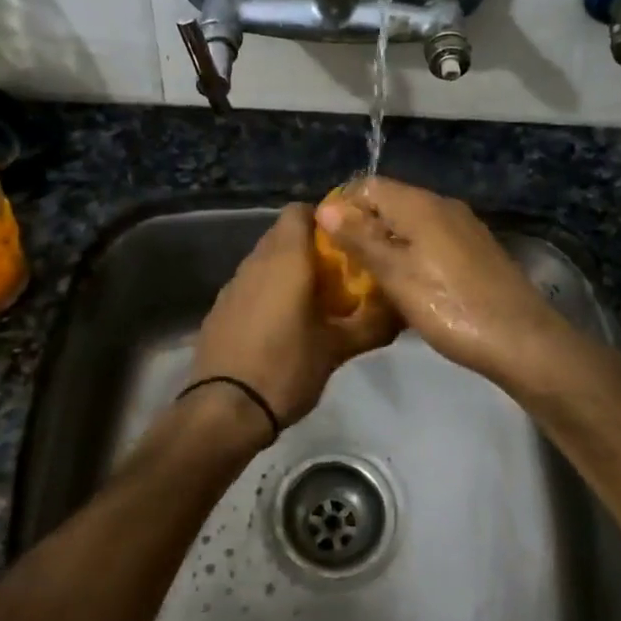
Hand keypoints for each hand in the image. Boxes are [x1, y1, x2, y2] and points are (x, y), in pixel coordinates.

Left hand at [188, 204, 400, 428]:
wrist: (225, 409)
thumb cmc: (286, 368)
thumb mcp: (337, 349)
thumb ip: (371, 324)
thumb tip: (401, 310)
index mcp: (285, 259)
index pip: (300, 211)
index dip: (324, 219)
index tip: (346, 243)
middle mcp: (255, 262)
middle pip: (283, 234)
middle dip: (310, 247)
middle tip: (338, 275)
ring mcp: (232, 284)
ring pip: (265, 260)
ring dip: (288, 270)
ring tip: (313, 301)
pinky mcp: (219, 308)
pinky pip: (249, 285)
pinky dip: (267, 291)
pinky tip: (281, 324)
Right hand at [316, 178, 581, 393]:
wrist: (522, 340)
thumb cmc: (450, 306)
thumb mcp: (396, 275)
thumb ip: (360, 239)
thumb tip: (325, 208)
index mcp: (421, 205)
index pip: (369, 185)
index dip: (342, 207)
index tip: (325, 241)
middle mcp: (444, 206)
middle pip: (391, 202)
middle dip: (362, 227)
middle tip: (342, 265)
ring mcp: (464, 228)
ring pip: (412, 223)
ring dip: (386, 243)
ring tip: (368, 278)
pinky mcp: (476, 251)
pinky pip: (432, 240)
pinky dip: (411, 254)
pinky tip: (406, 285)